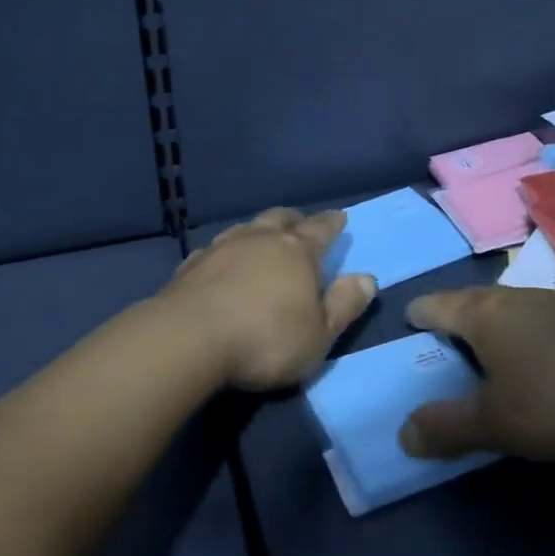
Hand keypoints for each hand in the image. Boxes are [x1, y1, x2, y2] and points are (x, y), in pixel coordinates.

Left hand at [161, 208, 375, 392]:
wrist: (187, 339)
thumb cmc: (265, 339)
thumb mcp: (319, 334)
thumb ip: (344, 305)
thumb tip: (367, 278)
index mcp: (297, 251)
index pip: (321, 229)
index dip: (333, 223)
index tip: (340, 216)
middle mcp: (260, 239)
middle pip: (281, 218)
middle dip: (295, 219)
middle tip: (301, 223)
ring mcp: (221, 248)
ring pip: (246, 228)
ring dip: (258, 231)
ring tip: (262, 239)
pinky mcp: (191, 265)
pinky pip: (215, 249)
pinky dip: (226, 252)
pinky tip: (222, 262)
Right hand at [400, 284, 554, 461]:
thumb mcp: (495, 424)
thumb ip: (447, 428)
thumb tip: (403, 434)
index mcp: (483, 315)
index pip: (436, 305)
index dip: (419, 315)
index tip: (410, 324)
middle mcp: (517, 296)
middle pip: (475, 300)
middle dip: (458, 318)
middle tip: (449, 342)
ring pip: (516, 303)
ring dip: (502, 321)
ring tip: (499, 344)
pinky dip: (548, 319)